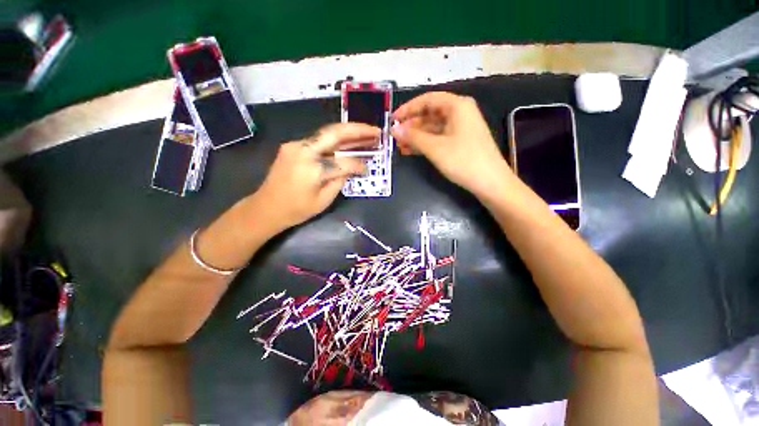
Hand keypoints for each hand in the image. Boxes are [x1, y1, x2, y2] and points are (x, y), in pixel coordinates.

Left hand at [254, 123, 379, 228]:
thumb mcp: (324, 200)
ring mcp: (296, 145)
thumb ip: (340, 181)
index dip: (359, 165)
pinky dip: (336, 140)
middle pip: (335, 133)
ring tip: (367, 133)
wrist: (266, 208)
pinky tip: (347, 142)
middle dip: (358, 130)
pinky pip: (319, 140)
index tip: (367, 169)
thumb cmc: (296, 210)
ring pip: (328, 133)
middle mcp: (303, 150)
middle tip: (376, 131)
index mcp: (312, 169)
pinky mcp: (293, 146)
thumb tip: (351, 168)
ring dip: (349, 133)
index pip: (344, 162)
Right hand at [392, 92, 513, 196]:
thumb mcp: (435, 148)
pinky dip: (425, 144)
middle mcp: (459, 113)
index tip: (393, 120)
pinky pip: (438, 138)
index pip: (427, 100)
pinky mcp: (460, 142)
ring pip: (433, 128)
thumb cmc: (463, 160)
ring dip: (416, 137)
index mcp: (457, 106)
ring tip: (399, 146)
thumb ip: (413, 137)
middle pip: (430, 114)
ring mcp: (460, 129)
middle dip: (411, 125)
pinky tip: (410, 151)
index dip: (408, 109)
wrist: (490, 183)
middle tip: (395, 137)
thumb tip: (394, 130)